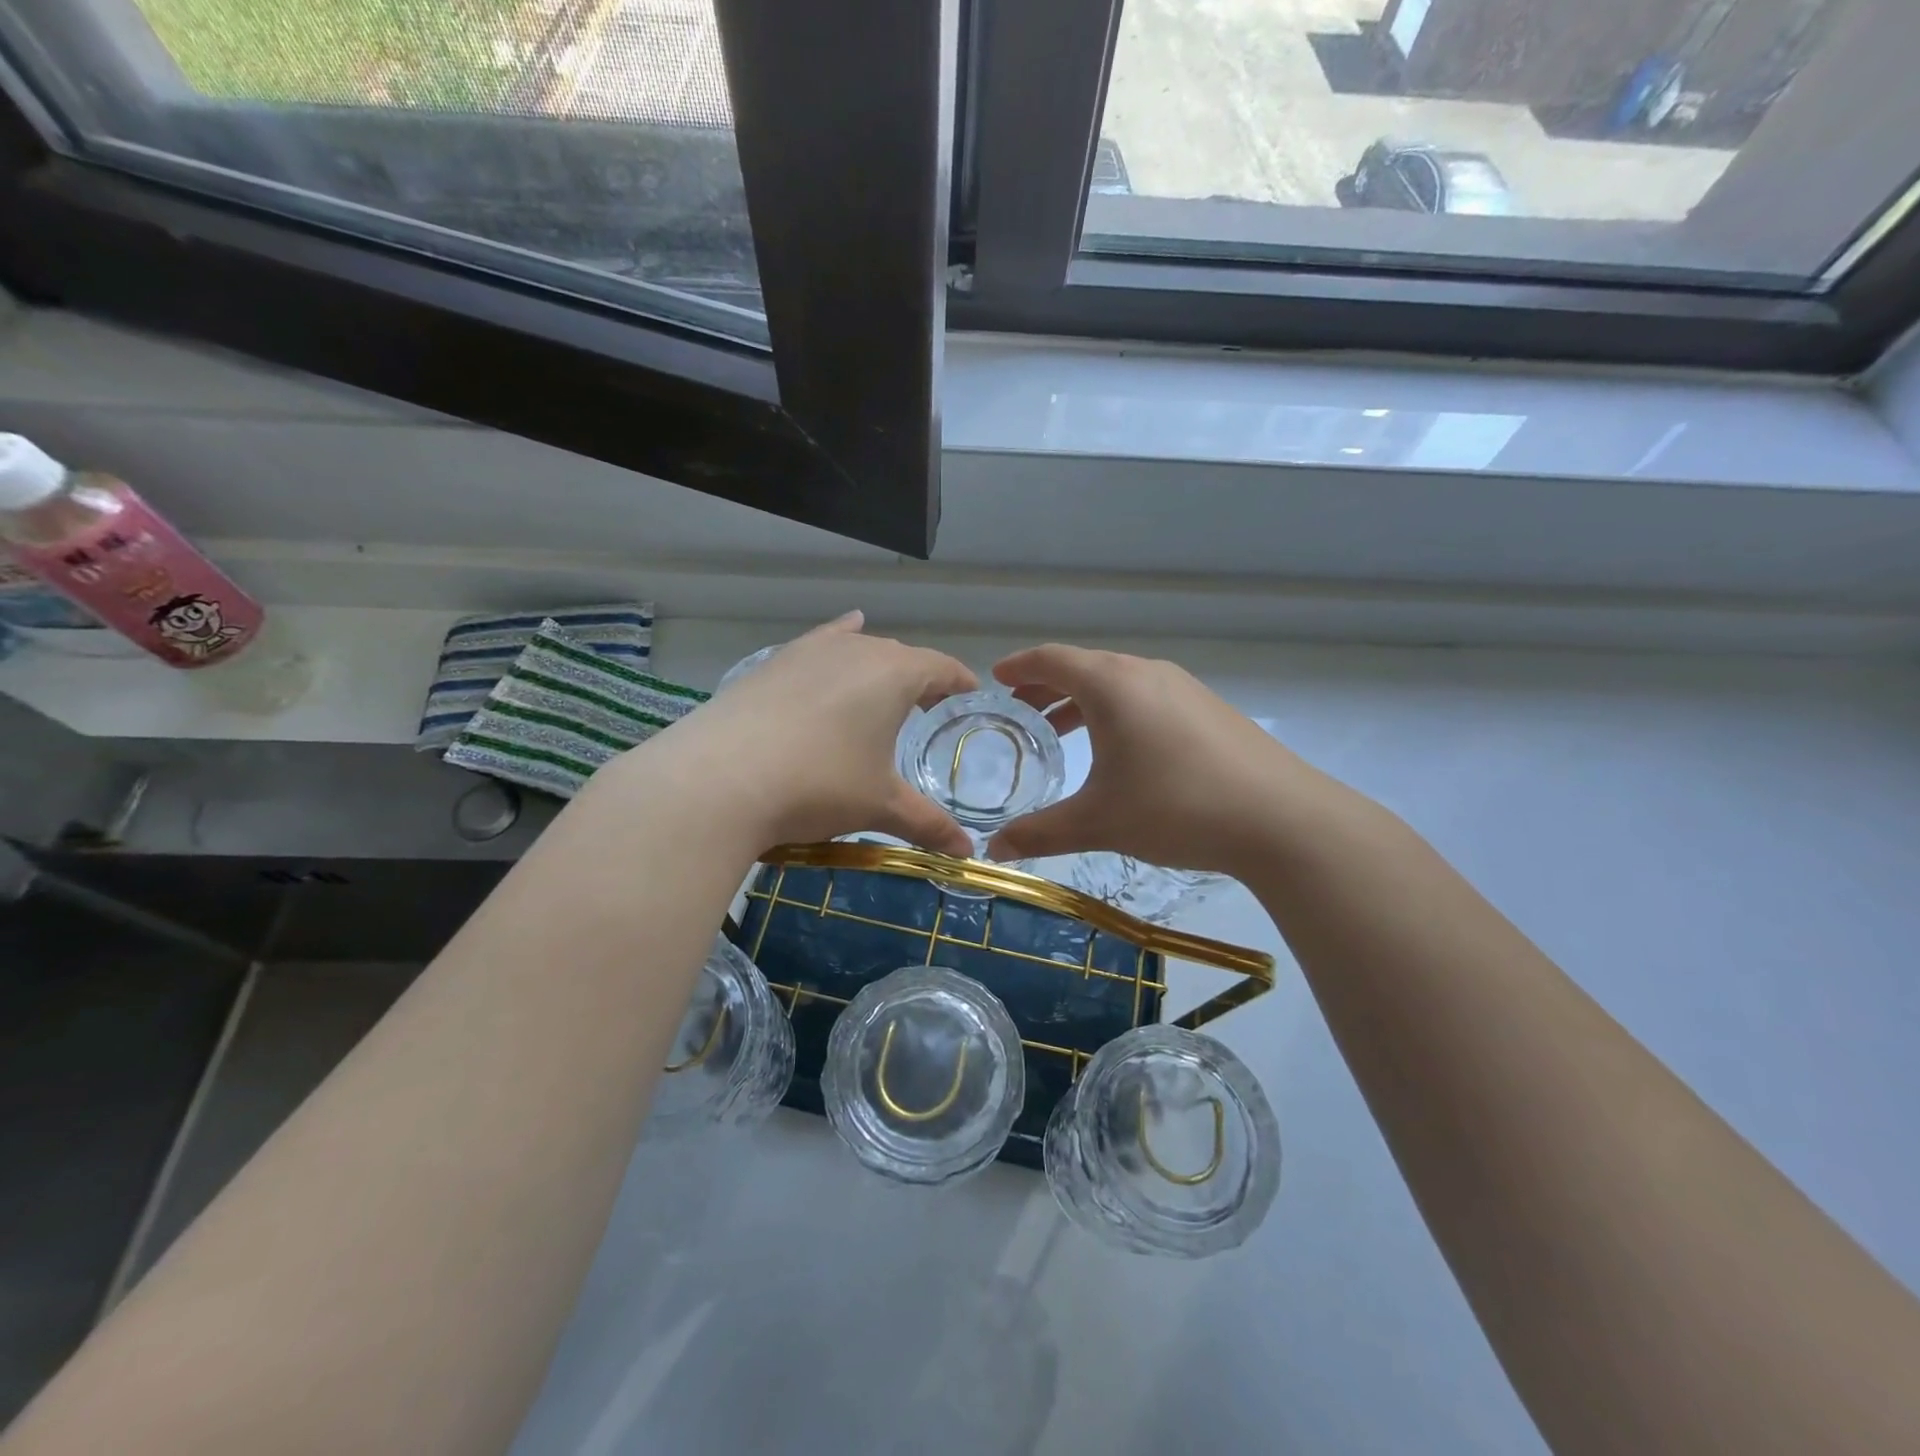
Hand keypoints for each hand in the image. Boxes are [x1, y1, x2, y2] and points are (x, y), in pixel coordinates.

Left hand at [629, 613, 978, 855]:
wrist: (718, 778)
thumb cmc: (818, 784)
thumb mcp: (879, 806)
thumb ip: (928, 824)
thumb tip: (967, 855)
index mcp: (894, 674)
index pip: (941, 667)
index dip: (960, 680)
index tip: (971, 692)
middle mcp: (855, 650)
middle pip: (901, 657)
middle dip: (920, 679)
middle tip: (929, 707)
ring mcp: (809, 651)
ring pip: (858, 650)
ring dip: (878, 668)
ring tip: (886, 689)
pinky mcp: (772, 663)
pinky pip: (819, 644)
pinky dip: (838, 641)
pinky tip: (843, 633)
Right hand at [985, 644, 1324, 874]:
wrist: (1280, 818)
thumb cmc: (1175, 807)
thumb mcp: (1099, 822)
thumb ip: (1040, 833)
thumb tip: (994, 852)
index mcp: (1112, 684)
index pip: (1052, 659)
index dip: (1019, 666)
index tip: (997, 677)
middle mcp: (1146, 673)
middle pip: (1085, 667)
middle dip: (1047, 687)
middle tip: (1021, 711)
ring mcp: (1183, 687)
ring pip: (1119, 683)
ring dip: (1084, 702)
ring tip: (1062, 733)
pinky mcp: (1209, 708)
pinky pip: (1147, 697)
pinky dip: (1118, 711)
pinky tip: (1121, 750)